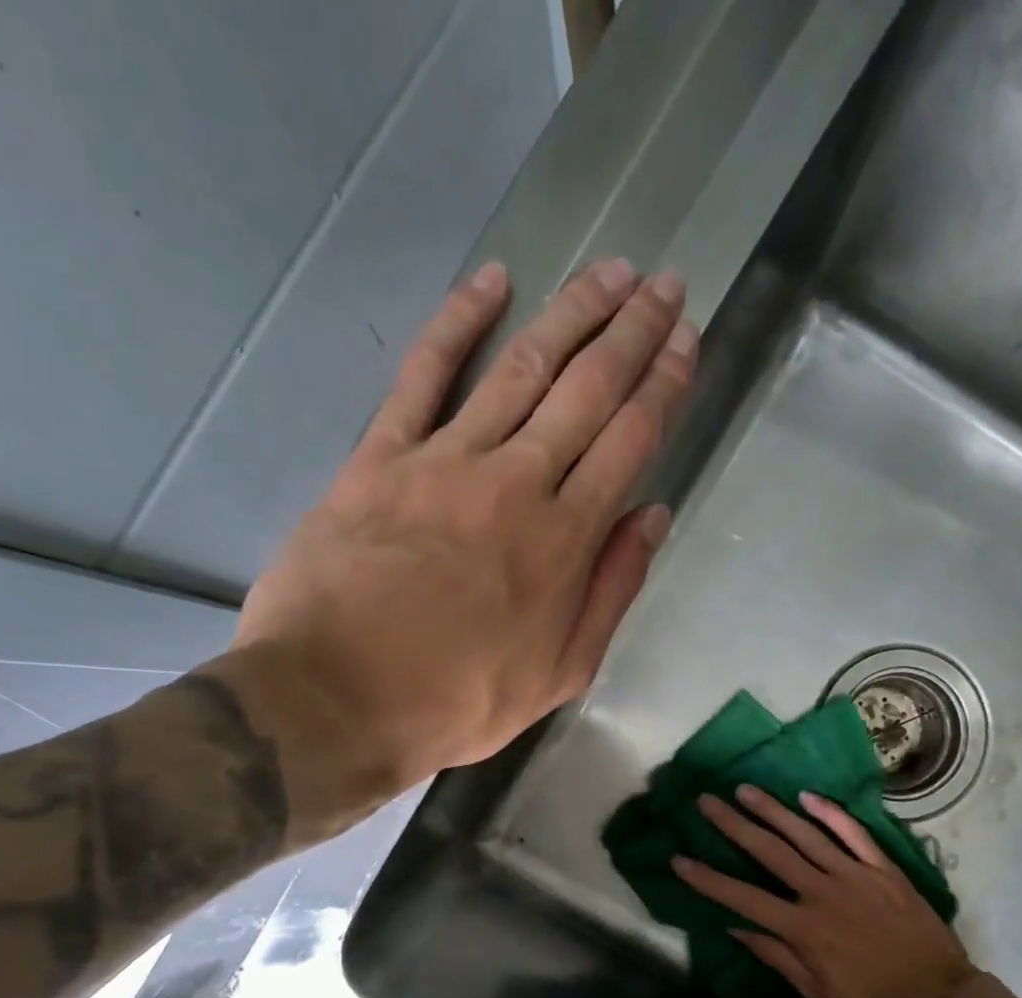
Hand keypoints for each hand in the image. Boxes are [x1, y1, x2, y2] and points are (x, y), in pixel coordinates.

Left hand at [222, 258, 696, 842]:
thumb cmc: (459, 701)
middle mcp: (517, 483)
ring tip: (609, 272)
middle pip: (587, 390)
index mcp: (565, 541)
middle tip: (664, 285)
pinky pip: (425, 374)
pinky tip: (492, 279)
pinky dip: (458, 321)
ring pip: (521, 368)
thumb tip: (652, 516)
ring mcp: (446, 460)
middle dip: (633, 333)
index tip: (686, 342)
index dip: (664, 386)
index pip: (629, 442)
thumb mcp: (561, 673)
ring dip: (571, 313)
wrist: (335, 701)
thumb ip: (611, 591)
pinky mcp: (381, 455)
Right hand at [673, 786, 983, 997]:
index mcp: (803, 928)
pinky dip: (830, 813)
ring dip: (772, 810)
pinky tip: (807, 796)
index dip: (708, 879)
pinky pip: (853, 833)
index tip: (680, 859)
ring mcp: (854, 874)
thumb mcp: (818, 993)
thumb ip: (777, 956)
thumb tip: (737, 927)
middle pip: (769, 852)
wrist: (940, 997)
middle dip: (733, 825)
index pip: (743, 898)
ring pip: (806, 834)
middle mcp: (822, 892)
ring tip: (745, 790)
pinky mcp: (883, 868)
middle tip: (707, 802)